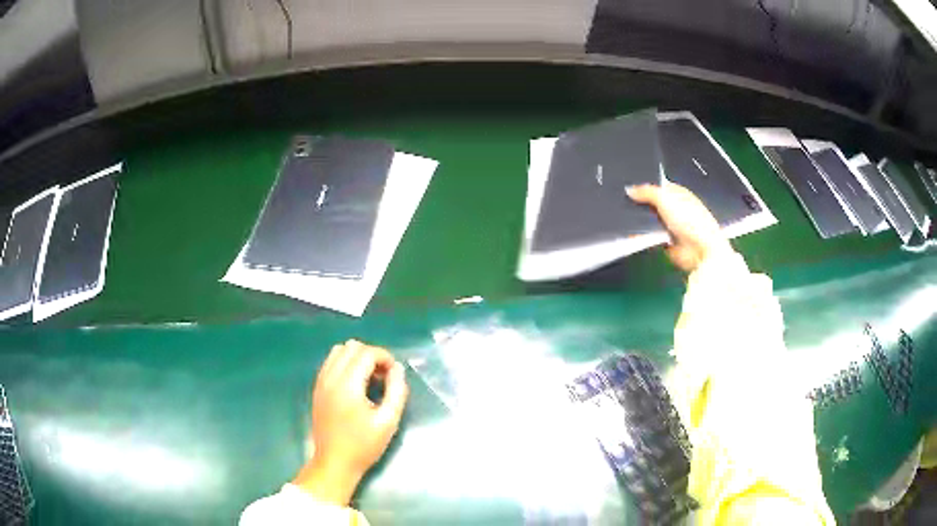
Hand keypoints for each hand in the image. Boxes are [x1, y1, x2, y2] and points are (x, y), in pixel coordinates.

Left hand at [293, 340, 408, 504]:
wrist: (334, 462)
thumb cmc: (363, 445)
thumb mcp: (388, 422)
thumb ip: (397, 391)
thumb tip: (397, 369)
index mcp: (347, 385)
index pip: (366, 353)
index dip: (385, 358)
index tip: (395, 375)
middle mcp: (330, 377)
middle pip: (351, 347)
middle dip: (372, 355)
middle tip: (383, 377)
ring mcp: (320, 382)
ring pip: (338, 351)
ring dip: (357, 358)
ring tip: (369, 379)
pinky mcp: (317, 388)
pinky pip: (330, 362)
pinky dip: (345, 364)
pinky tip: (355, 384)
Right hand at [627, 182, 731, 272]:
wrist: (700, 251)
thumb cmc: (692, 221)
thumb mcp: (665, 198)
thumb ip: (647, 192)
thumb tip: (630, 189)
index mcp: (678, 193)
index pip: (658, 185)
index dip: (645, 185)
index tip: (630, 186)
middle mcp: (675, 208)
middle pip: (652, 203)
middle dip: (641, 204)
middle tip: (627, 203)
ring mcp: (670, 226)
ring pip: (650, 220)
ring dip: (641, 221)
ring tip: (629, 218)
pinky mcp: (666, 242)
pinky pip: (650, 236)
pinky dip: (643, 236)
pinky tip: (634, 234)